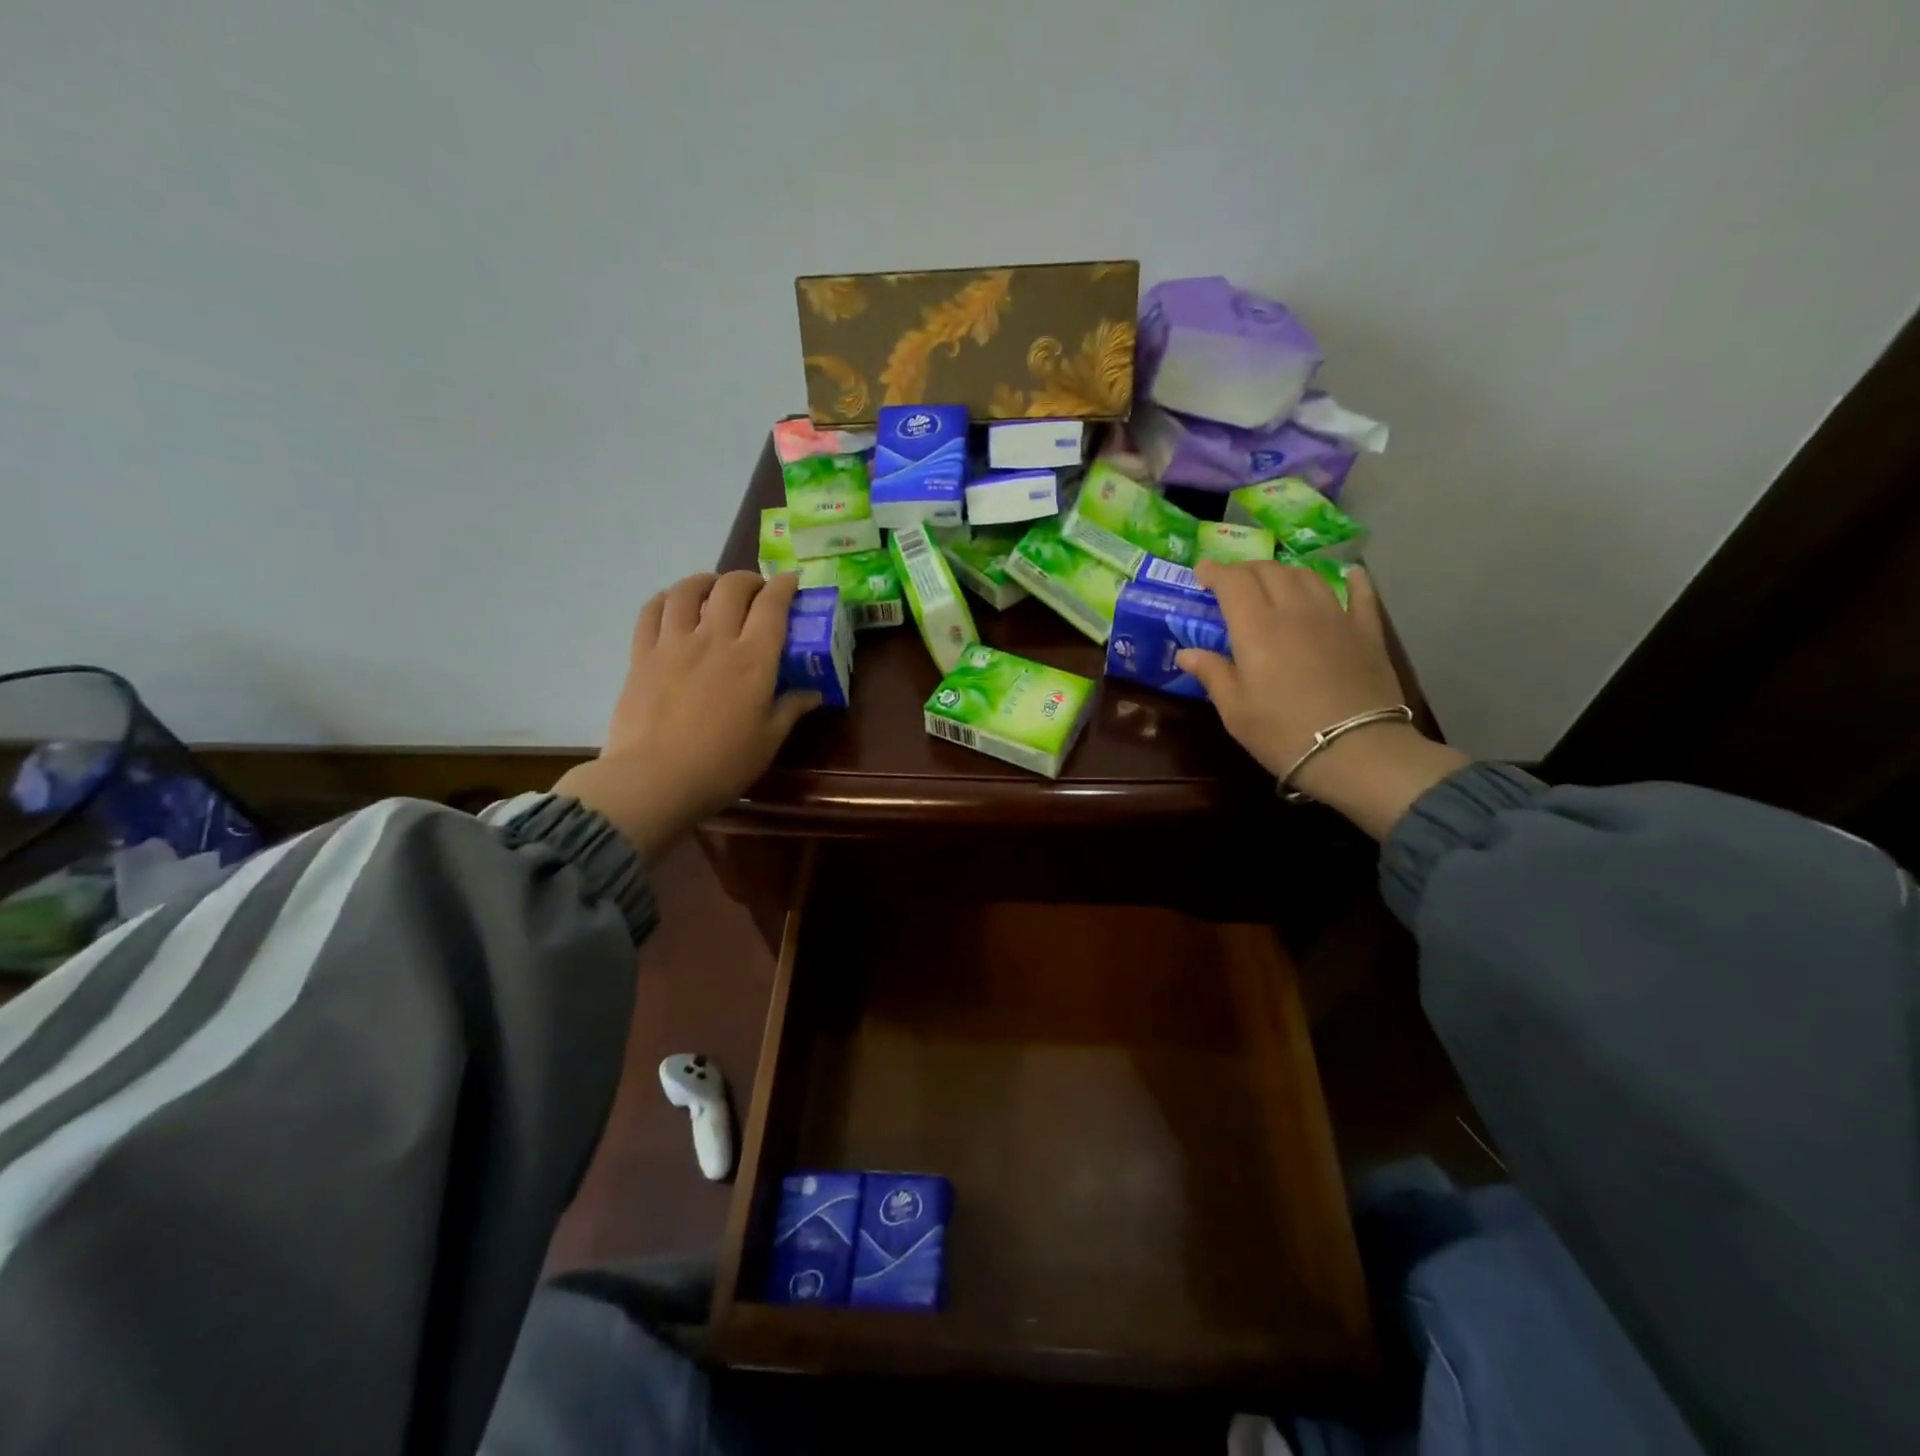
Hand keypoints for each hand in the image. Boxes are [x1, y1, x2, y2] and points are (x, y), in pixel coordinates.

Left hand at [554, 572, 819, 859]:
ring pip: (688, 590)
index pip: (772, 605)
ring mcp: (674, 643)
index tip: (792, 581)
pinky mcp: (642, 654)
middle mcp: (715, 639)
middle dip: (749, 580)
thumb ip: (791, 708)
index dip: (784, 586)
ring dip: (706, 581)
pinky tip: (673, 604)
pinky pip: (652, 611)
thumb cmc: (723, 764)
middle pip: (732, 588)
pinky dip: (666, 598)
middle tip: (757, 591)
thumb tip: (813, 693)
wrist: (655, 779)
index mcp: (753, 659)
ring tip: (714, 588)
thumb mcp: (769, 740)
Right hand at [1177, 559, 1467, 839]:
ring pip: (1307, 576)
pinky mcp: (1366, 632)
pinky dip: (1353, 580)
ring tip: (1274, 580)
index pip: (1233, 582)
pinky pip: (1360, 595)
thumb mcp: (1235, 710)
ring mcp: (1335, 617)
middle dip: (1245, 569)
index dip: (1215, 571)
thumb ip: (1212, 674)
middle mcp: (1295, 611)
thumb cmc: (1282, 733)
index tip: (1201, 572)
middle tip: (1232, 581)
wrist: (1355, 750)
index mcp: (1257, 628)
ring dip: (1285, 571)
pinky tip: (1351, 575)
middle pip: (1269, 571)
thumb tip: (1187, 653)